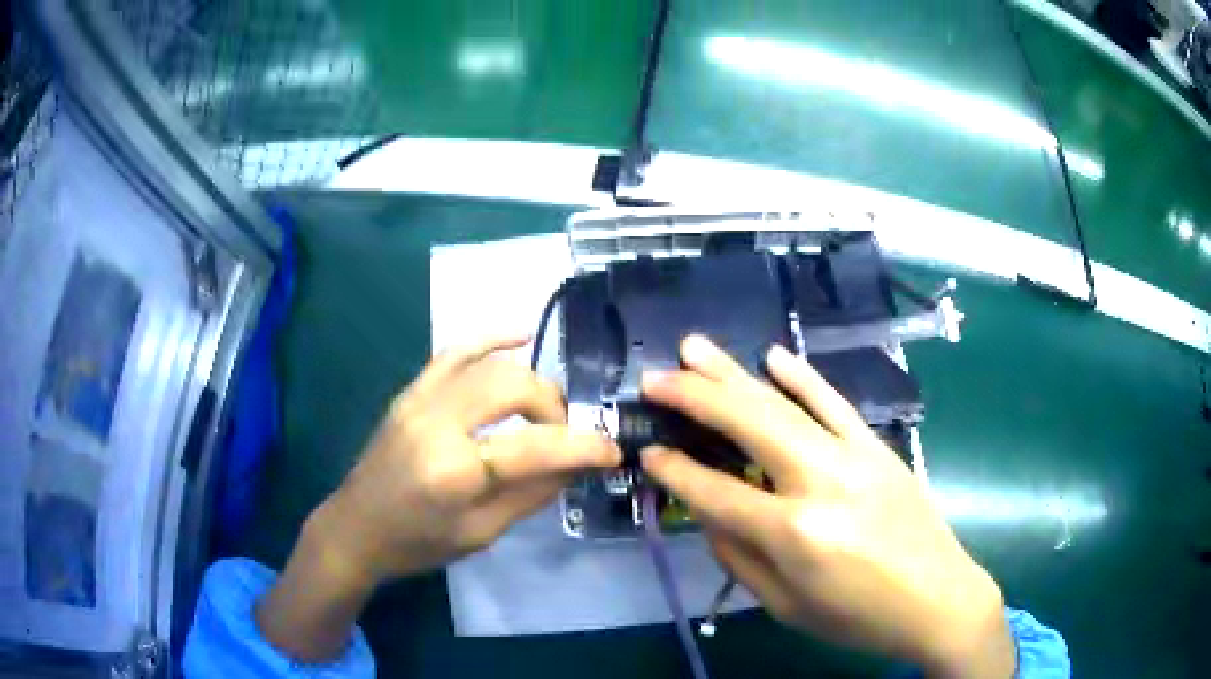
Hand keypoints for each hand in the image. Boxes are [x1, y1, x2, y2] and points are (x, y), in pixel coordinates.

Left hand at [257, 336, 621, 660]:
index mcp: (454, 471)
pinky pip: (454, 351)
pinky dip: (490, 338)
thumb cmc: (418, 543)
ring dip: (530, 381)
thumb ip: (532, 493)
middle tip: (567, 434)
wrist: (356, 527)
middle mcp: (436, 421)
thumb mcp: (482, 533)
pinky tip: (520, 334)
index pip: (536, 447)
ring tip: (546, 408)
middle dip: (554, 407)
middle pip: (514, 387)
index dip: (584, 447)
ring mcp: (420, 399)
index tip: (613, 451)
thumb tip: (576, 464)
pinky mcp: (411, 391)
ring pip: (490, 364)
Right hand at [640, 336, 1014, 678]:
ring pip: (784, 403)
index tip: (648, 451)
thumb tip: (710, 514)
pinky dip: (802, 376)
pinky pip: (834, 402)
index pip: (716, 493)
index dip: (676, 471)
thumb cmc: (858, 617)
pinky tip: (774, 356)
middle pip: (747, 425)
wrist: (937, 599)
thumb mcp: (787, 605)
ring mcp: (854, 456)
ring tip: (695, 348)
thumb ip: (740, 557)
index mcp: (794, 533)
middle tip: (655, 378)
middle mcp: (820, 481)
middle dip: (694, 396)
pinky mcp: (878, 447)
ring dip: (735, 372)